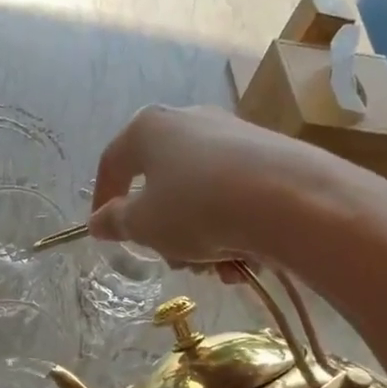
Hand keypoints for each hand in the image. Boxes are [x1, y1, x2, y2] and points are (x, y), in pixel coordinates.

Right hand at [89, 105, 386, 266]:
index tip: (104, 233)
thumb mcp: (144, 224)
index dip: (102, 201)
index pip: (112, 163)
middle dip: (163, 231)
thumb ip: (115, 222)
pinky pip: (234, 193)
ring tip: (215, 267)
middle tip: (173, 261)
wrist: (288, 199)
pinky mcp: (268, 152)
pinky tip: (243, 258)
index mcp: (148, 128)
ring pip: (198, 193)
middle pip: (160, 183)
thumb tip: (98, 221)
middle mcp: (187, 120)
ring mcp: (231, 133)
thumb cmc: (196, 207)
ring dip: (199, 236)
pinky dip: (231, 226)